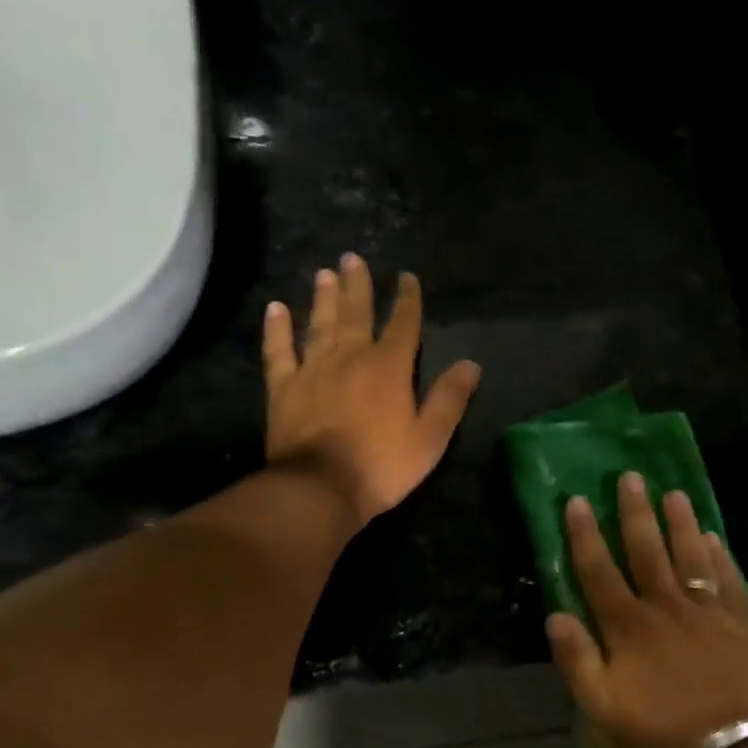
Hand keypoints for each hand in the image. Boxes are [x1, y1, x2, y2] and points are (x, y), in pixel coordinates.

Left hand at [263, 254, 481, 525]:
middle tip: (352, 258)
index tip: (407, 277)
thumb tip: (471, 364)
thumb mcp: (429, 438)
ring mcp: (313, 369)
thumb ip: (449, 399)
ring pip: (319, 324)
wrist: (320, 488)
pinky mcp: (283, 387)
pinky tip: (276, 308)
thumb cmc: (381, 466)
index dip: (407, 299)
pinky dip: (277, 329)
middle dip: (357, 285)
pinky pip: (279, 351)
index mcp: (389, 367)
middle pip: (356, 313)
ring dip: (323, 298)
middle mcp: (350, 357)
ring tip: (324, 273)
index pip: (403, 324)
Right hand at [546, 473, 747, 747]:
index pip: (599, 571)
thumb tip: (556, 615)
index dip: (585, 534)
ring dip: (680, 523)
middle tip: (631, 477)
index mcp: (629, 628)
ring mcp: (707, 614)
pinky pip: (729, 582)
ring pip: (690, 557)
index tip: (576, 500)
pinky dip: (720, 557)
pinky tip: (713, 537)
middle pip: (647, 551)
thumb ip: (577, 661)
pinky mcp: (739, 626)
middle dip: (635, 512)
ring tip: (674, 493)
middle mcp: (666, 609)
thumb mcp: (602, 710)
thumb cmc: (658, 736)